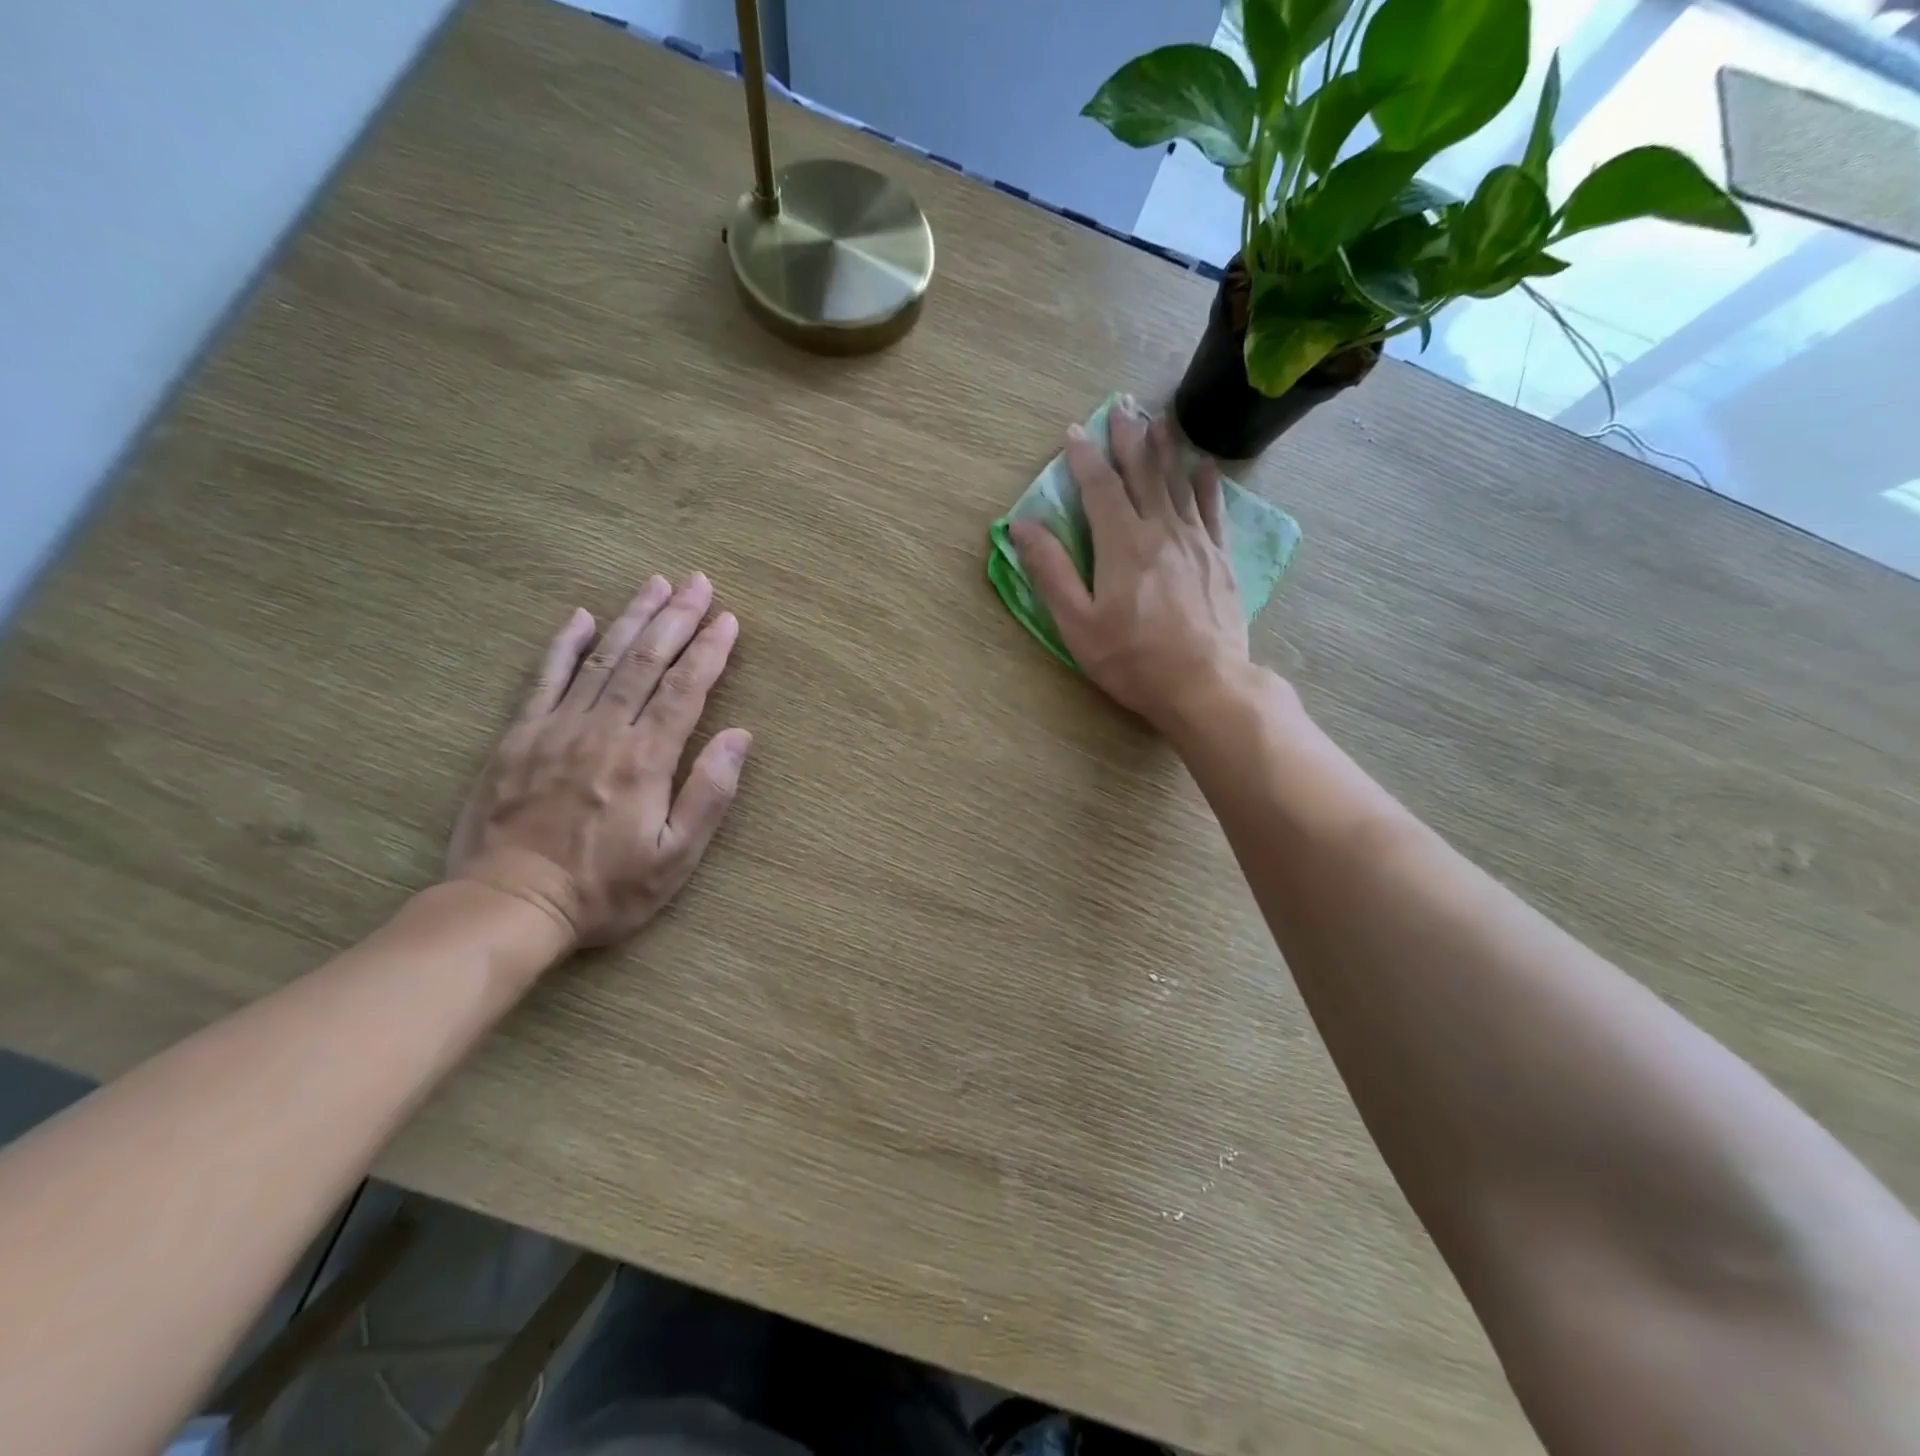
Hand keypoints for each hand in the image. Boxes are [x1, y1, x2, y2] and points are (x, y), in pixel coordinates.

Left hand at [446, 573, 752, 948]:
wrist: (507, 904)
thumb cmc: (604, 889)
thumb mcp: (674, 858)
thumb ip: (709, 794)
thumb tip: (740, 736)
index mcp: (645, 759)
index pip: (686, 689)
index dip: (710, 650)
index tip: (729, 618)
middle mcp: (604, 730)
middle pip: (646, 661)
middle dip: (676, 618)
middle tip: (698, 582)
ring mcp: (557, 728)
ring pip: (602, 659)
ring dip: (632, 618)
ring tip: (655, 584)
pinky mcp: (519, 736)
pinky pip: (545, 678)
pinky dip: (564, 645)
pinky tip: (580, 617)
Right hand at [1011, 401, 1249, 730]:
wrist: (1204, 684)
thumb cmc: (1132, 659)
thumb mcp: (1077, 623)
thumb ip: (1050, 571)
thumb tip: (1022, 526)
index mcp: (1121, 544)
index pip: (1099, 488)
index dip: (1083, 458)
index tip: (1072, 432)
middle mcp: (1160, 530)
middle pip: (1142, 473)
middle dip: (1128, 439)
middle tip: (1121, 407)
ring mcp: (1196, 542)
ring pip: (1177, 483)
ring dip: (1165, 449)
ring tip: (1158, 420)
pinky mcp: (1220, 559)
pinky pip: (1213, 510)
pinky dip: (1207, 484)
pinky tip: (1204, 466)